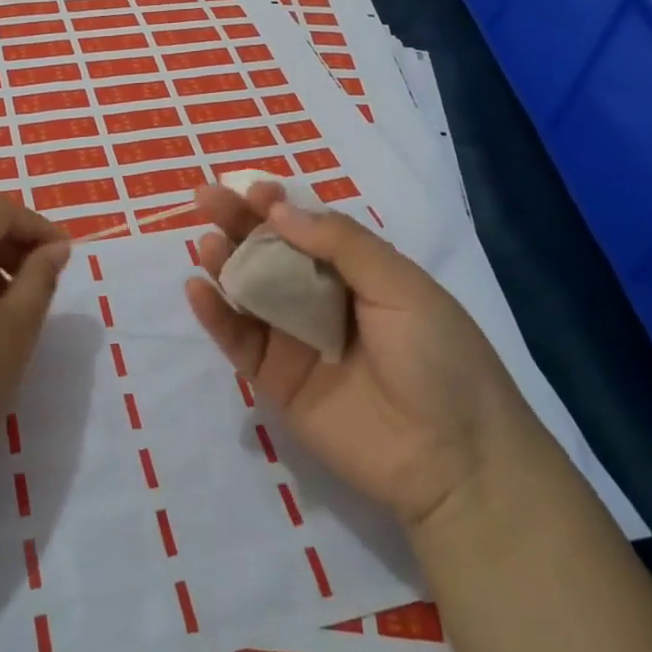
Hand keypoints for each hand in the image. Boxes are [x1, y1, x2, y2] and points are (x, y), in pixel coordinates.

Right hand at [184, 182, 533, 531]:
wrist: (454, 461)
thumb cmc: (438, 358)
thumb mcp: (401, 286)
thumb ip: (341, 244)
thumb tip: (279, 210)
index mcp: (357, 272)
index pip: (306, 228)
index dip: (277, 206)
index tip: (250, 190)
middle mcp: (321, 299)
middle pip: (269, 254)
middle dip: (238, 223)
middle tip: (205, 199)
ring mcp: (295, 340)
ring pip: (248, 292)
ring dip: (224, 263)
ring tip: (207, 243)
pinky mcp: (275, 380)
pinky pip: (239, 341)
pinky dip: (214, 315)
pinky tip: (197, 289)